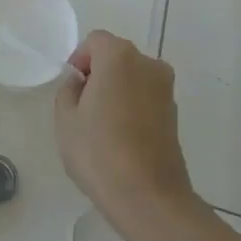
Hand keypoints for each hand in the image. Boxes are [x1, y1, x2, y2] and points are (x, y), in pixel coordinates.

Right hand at [54, 31, 195, 239]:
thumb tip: (82, 84)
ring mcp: (166, 89)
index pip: (95, 41)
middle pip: (116, 57)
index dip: (80, 60)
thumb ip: (69, 90)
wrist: (149, 198)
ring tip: (103, 126)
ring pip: (133, 78)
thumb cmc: (100, 152)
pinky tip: (122, 138)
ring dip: (117, 91)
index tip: (72, 88)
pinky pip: (146, 98)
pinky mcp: (175, 114)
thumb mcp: (66, 118)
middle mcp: (148, 64)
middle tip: (83, 107)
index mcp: (119, 56)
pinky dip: (133, 107)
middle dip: (99, 74)